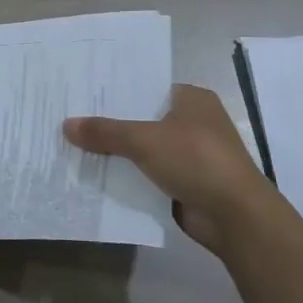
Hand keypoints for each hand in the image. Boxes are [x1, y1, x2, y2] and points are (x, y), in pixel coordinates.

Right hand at [64, 84, 277, 252]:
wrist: (236, 216)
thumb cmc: (195, 160)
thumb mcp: (144, 140)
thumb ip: (105, 132)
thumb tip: (66, 125)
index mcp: (192, 99)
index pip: (146, 86)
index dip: (115, 90)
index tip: (82, 92)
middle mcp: (193, 121)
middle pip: (142, 118)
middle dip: (111, 123)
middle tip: (70, 118)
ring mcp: (191, 154)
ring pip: (144, 148)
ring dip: (117, 152)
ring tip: (74, 146)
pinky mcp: (186, 182)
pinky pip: (148, 173)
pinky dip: (128, 176)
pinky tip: (96, 175)